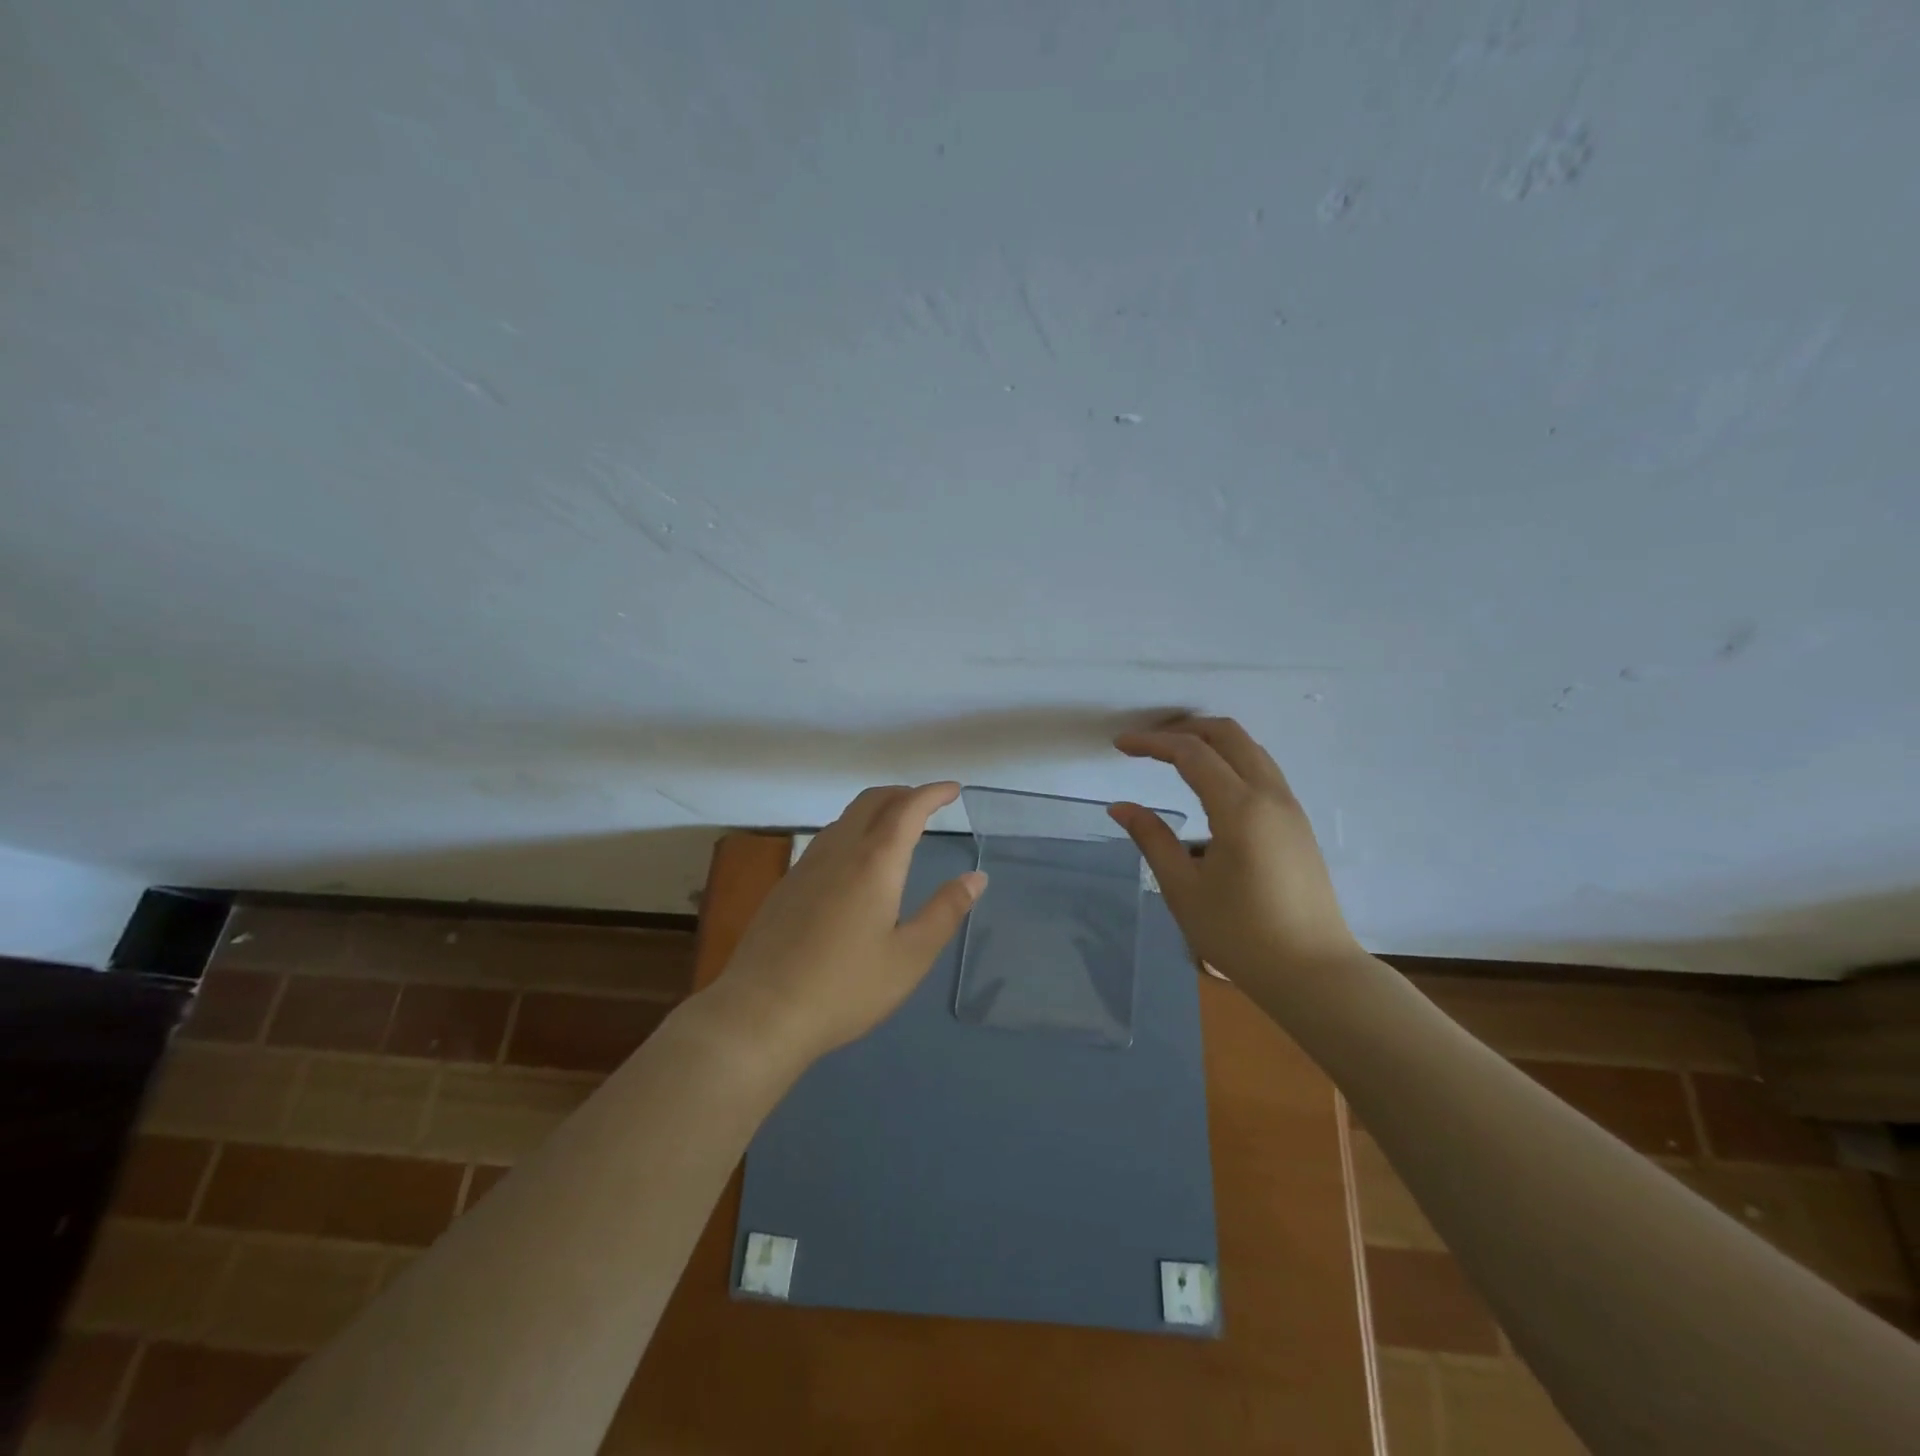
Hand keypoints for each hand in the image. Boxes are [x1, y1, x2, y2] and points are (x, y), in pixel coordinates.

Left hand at [702, 782, 985, 1068]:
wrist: (761, 1013)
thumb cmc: (845, 988)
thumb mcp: (909, 957)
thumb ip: (945, 912)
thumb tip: (976, 877)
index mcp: (875, 862)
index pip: (908, 809)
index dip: (933, 793)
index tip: (953, 789)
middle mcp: (839, 851)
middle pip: (872, 801)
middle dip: (903, 793)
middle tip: (928, 803)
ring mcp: (807, 866)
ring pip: (846, 817)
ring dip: (876, 809)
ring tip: (896, 827)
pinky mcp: (787, 885)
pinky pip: (827, 839)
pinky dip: (853, 830)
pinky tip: (856, 862)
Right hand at [1110, 717, 1363, 986]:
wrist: (1313, 973)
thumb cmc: (1241, 935)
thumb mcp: (1184, 889)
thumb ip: (1152, 840)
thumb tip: (1120, 807)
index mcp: (1240, 809)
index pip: (1191, 753)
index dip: (1152, 743)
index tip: (1121, 745)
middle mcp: (1270, 796)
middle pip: (1228, 735)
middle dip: (1184, 729)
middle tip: (1148, 743)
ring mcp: (1290, 808)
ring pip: (1250, 749)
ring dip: (1211, 742)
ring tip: (1174, 756)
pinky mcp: (1298, 824)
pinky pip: (1263, 770)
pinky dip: (1231, 760)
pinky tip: (1210, 785)